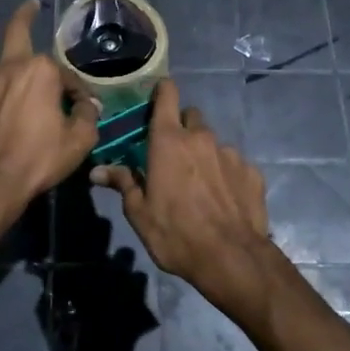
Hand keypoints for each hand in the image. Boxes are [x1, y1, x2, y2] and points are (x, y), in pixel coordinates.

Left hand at [0, 0, 99, 217]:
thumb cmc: (41, 159)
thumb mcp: (80, 139)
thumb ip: (86, 115)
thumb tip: (89, 104)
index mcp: (42, 73)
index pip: (65, 74)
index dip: (77, 90)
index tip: (83, 107)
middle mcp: (11, 69)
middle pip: (17, 33)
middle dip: (26, 14)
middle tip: (32, 5)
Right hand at [92, 79, 282, 321]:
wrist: (232, 258)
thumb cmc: (176, 233)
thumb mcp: (140, 213)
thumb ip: (123, 183)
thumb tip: (97, 170)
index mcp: (169, 141)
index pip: (167, 95)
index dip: (162, 91)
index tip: (156, 97)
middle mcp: (201, 138)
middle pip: (191, 117)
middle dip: (181, 128)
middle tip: (173, 154)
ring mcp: (230, 153)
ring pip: (213, 142)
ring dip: (204, 154)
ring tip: (200, 183)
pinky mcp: (252, 171)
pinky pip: (234, 164)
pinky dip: (226, 174)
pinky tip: (223, 198)